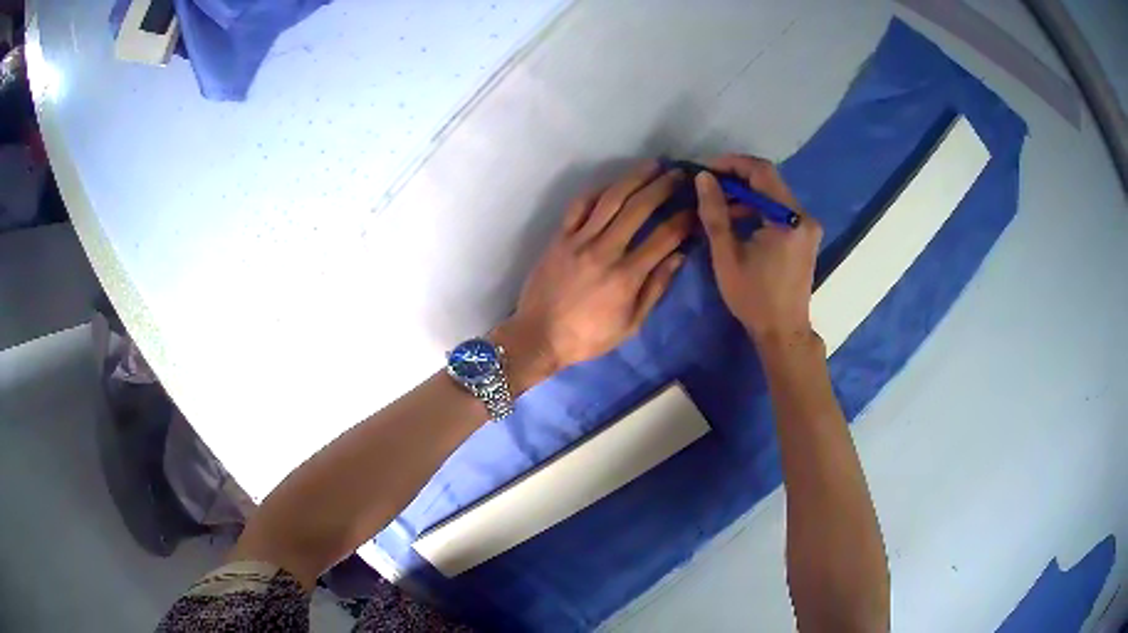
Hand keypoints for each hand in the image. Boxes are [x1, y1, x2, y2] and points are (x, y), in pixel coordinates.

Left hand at [497, 161, 691, 384]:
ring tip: (653, 165)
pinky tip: (613, 183)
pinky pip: (579, 206)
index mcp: (626, 276)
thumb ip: (656, 287)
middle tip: (679, 174)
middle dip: (663, 186)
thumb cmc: (589, 336)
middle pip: (639, 208)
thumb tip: (679, 255)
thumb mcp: (631, 323)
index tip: (697, 206)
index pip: (664, 237)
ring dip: (634, 178)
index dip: (684, 218)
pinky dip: (598, 191)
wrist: (538, 336)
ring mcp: (578, 240)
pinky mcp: (559, 237)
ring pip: (610, 199)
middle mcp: (604, 250)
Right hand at [694, 155, 822, 340]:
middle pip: (769, 180)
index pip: (761, 171)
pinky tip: (735, 219)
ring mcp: (807, 226)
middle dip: (736, 178)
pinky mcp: (804, 236)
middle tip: (707, 187)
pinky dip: (757, 208)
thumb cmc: (754, 298)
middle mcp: (804, 216)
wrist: (783, 332)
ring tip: (716, 205)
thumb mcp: (727, 255)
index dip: (731, 163)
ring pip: (773, 195)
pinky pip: (778, 210)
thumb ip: (714, 213)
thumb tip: (703, 178)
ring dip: (745, 195)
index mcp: (789, 218)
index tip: (705, 170)